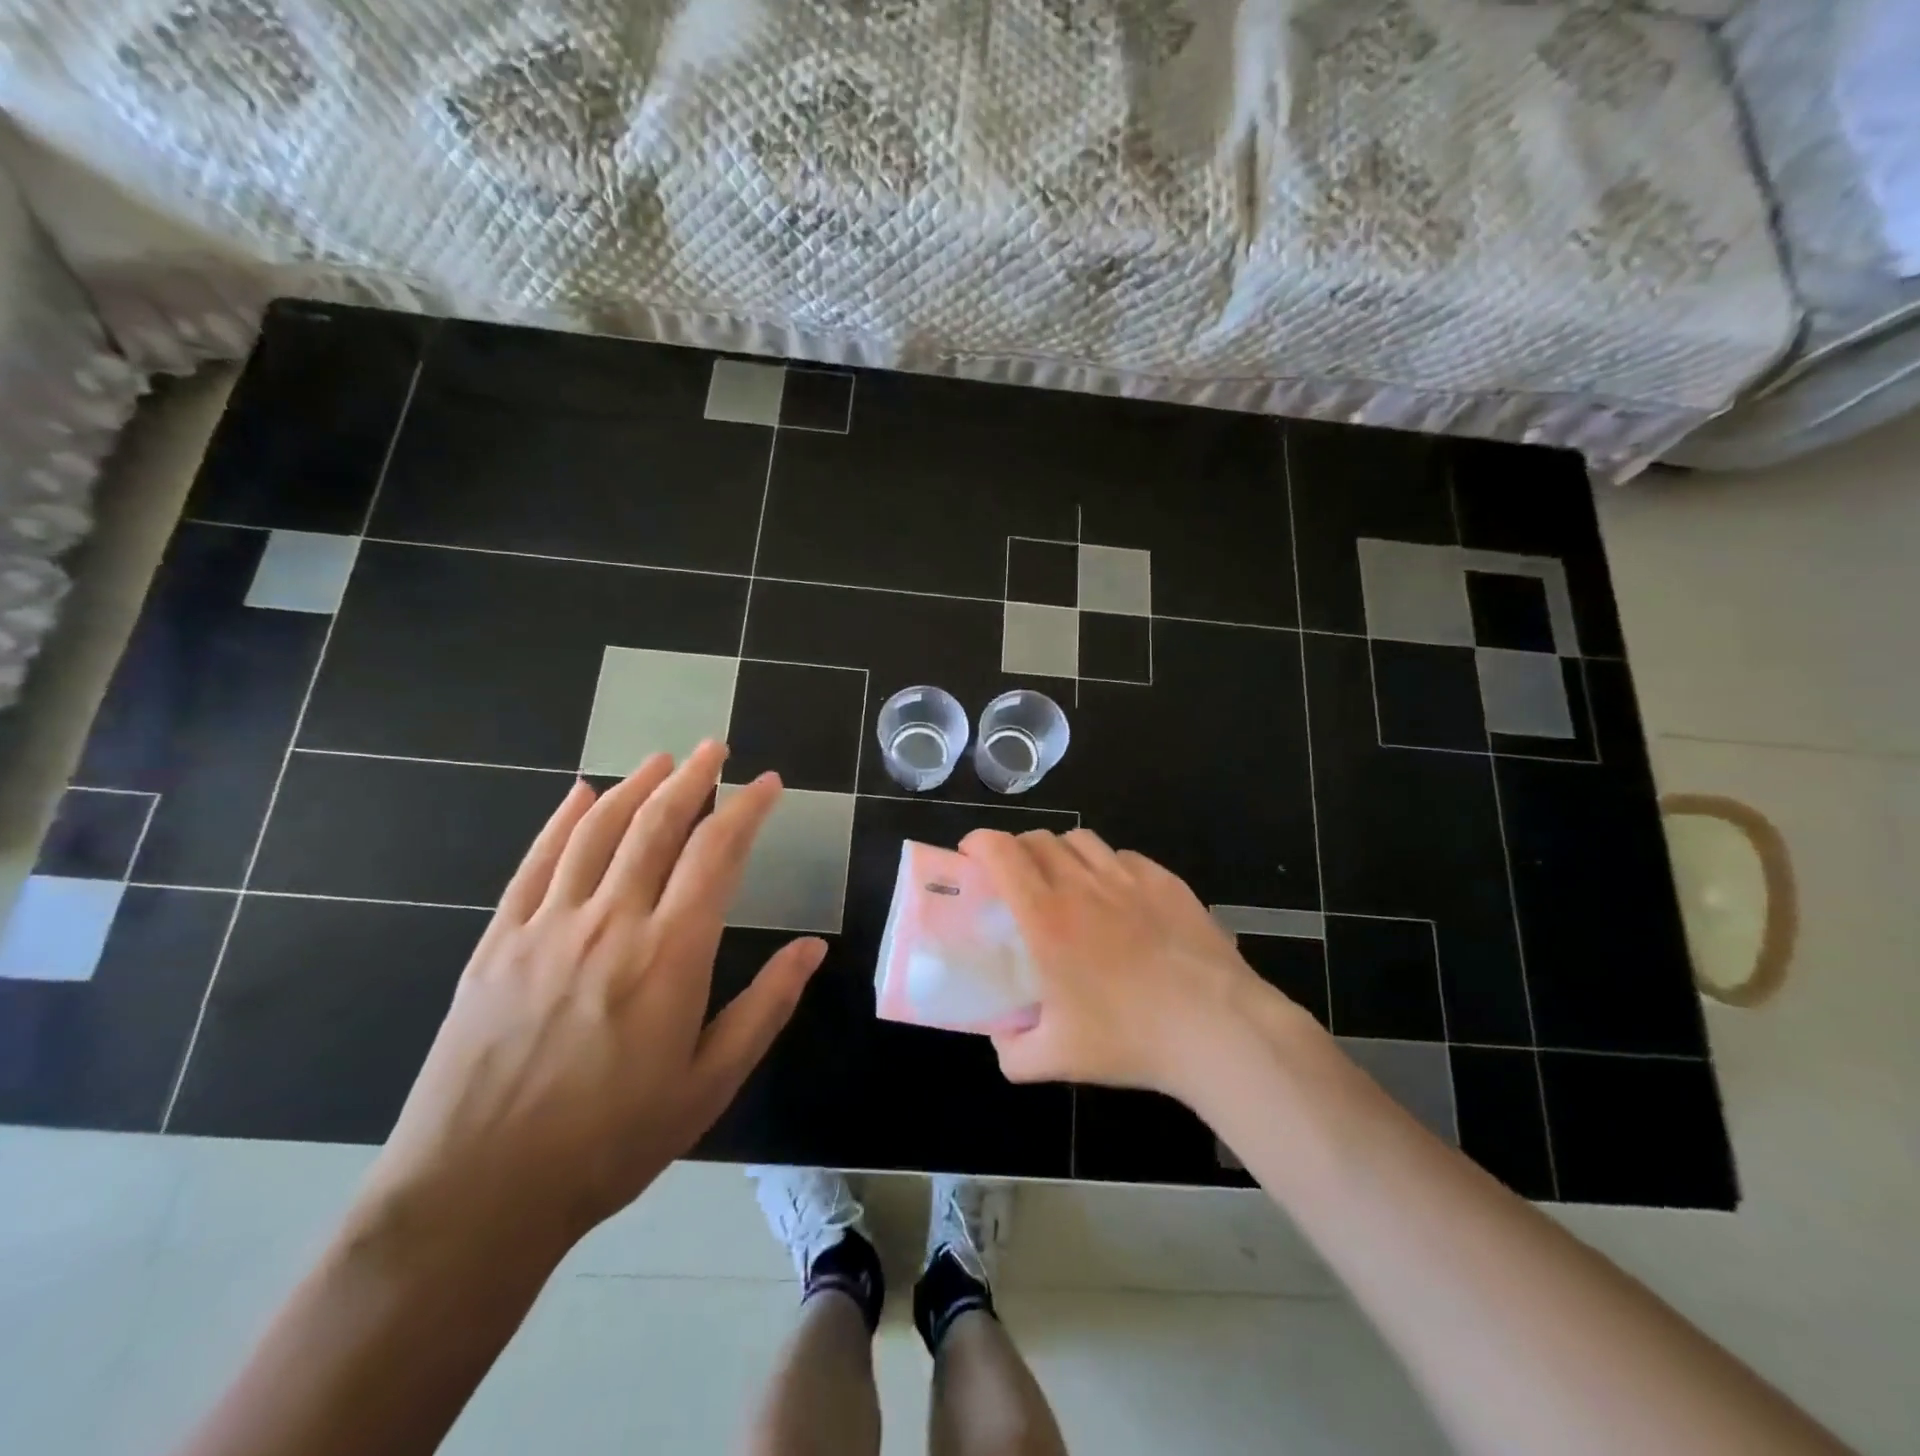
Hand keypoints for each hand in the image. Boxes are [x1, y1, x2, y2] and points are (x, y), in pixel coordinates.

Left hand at [352, 743, 825, 1261]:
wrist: (476, 1195)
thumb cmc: (610, 1143)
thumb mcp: (709, 1084)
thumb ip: (765, 1007)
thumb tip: (812, 949)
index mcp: (670, 954)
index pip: (718, 854)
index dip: (747, 808)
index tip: (768, 783)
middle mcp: (610, 922)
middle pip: (657, 825)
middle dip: (693, 778)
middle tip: (716, 748)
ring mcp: (547, 927)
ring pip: (597, 831)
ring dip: (635, 787)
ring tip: (662, 759)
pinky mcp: (498, 943)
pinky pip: (536, 863)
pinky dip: (562, 820)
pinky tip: (580, 795)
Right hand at [960, 828, 1293, 1099]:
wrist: (1216, 1028)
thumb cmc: (1129, 1038)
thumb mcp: (1055, 1059)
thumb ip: (1012, 1051)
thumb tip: (1000, 1040)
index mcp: (1046, 917)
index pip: (1001, 852)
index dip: (979, 843)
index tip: (971, 857)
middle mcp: (1082, 885)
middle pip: (1038, 839)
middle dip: (1016, 850)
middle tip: (1015, 881)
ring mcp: (1128, 878)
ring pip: (1080, 840)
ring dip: (1060, 853)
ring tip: (1065, 883)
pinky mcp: (1166, 881)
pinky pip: (1123, 858)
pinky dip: (1107, 867)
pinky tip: (1117, 898)